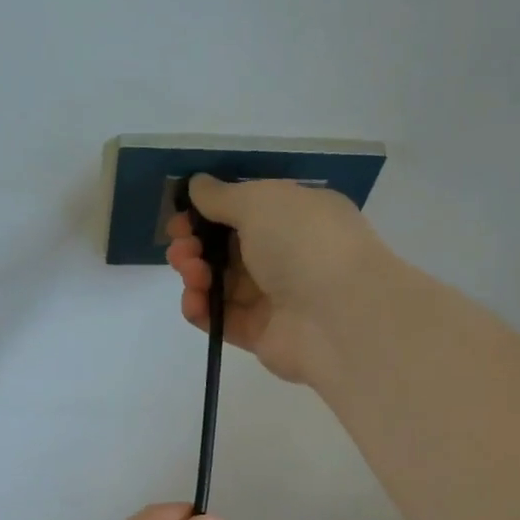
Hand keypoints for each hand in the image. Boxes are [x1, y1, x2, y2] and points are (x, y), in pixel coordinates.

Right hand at [166, 174, 384, 384]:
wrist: (338, 316)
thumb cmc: (303, 243)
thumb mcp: (260, 202)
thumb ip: (222, 196)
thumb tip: (197, 185)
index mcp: (296, 216)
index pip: (246, 210)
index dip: (209, 212)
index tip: (181, 216)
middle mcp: (288, 254)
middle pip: (228, 248)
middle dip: (196, 244)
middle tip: (180, 247)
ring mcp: (275, 297)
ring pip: (221, 283)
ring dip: (196, 275)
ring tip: (190, 273)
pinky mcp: (261, 334)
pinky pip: (222, 319)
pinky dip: (202, 310)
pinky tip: (193, 302)